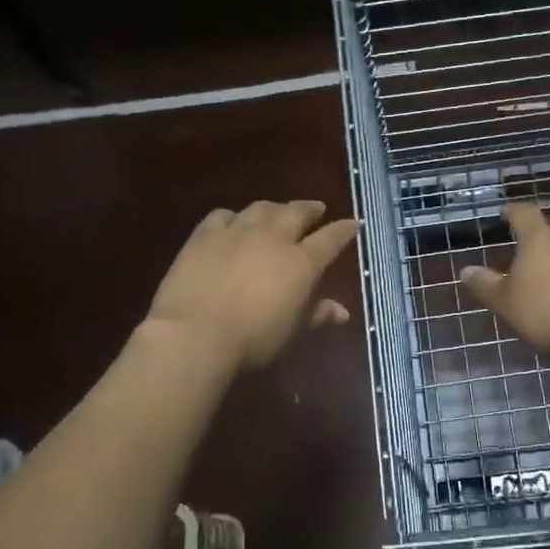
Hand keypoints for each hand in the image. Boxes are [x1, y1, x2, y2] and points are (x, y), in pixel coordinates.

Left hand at [144, 201, 358, 371]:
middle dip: (310, 209)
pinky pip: (223, 215)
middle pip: (297, 212)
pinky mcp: (205, 234)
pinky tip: (233, 222)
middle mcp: (274, 237)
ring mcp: (238, 231)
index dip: (344, 230)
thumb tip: (343, 312)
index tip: (353, 223)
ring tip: (278, 211)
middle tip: (317, 209)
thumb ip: (317, 314)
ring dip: (275, 208)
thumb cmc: (253, 340)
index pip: (331, 238)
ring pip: (262, 208)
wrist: (196, 334)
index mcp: (301, 262)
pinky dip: (234, 217)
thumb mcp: (292, 331)